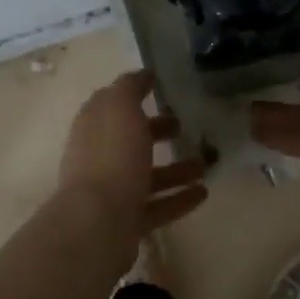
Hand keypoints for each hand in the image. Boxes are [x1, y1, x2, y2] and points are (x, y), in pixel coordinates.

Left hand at [58, 70, 208, 238]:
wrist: (97, 224)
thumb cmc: (111, 157)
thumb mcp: (120, 108)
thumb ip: (130, 88)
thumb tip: (142, 74)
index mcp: (93, 127)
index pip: (112, 104)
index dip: (133, 95)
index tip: (160, 88)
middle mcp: (98, 157)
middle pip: (129, 140)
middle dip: (156, 132)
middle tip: (184, 126)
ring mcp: (111, 192)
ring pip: (146, 176)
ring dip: (175, 169)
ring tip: (205, 164)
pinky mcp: (125, 222)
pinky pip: (157, 206)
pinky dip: (178, 199)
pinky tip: (203, 194)